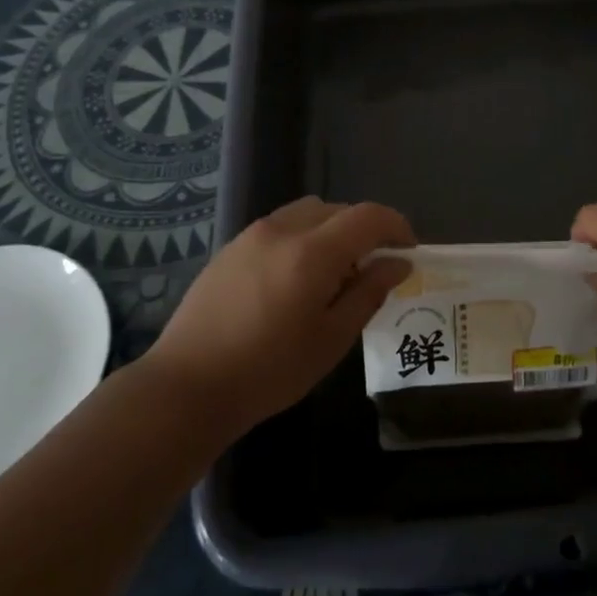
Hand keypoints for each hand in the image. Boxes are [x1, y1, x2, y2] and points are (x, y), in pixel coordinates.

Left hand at [144, 197, 413, 439]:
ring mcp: (252, 235)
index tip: (409, 250)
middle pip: (338, 209)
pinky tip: (295, 279)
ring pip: (307, 213)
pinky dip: (303, 238)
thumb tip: (398, 264)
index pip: (368, 216)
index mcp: (312, 252)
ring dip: (332, 231)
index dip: (396, 226)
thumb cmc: (269, 370)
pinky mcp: (231, 248)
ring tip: (333, 273)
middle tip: (372, 269)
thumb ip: (369, 293)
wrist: (187, 386)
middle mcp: (283, 230)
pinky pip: (281, 227)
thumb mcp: (332, 339)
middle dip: (364, 230)